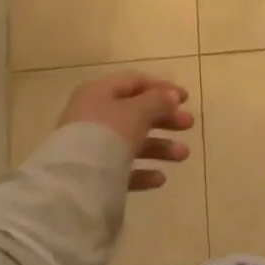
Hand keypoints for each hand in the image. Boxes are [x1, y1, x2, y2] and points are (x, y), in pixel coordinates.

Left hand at [58, 72, 193, 192]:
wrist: (74, 182)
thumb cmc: (107, 135)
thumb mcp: (137, 112)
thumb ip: (157, 101)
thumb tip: (171, 95)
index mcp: (99, 92)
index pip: (134, 82)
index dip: (162, 87)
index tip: (186, 99)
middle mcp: (93, 115)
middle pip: (135, 112)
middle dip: (165, 119)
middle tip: (189, 124)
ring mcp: (91, 146)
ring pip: (131, 141)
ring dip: (160, 146)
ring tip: (183, 155)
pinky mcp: (92, 174)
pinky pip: (122, 168)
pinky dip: (142, 171)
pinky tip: (160, 178)